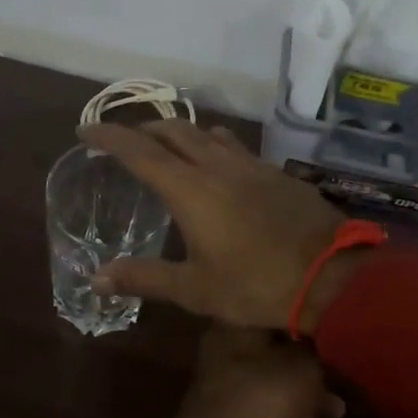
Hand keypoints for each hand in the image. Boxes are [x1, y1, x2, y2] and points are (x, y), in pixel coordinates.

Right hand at [79, 120, 365, 331]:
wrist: (331, 277)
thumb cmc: (256, 285)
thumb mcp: (195, 290)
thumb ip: (145, 278)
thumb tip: (97, 277)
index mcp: (191, 189)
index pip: (139, 151)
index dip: (109, 136)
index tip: (86, 128)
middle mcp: (217, 166)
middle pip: (173, 130)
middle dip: (144, 129)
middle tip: (125, 141)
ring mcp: (251, 166)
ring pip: (207, 134)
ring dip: (180, 134)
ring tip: (167, 147)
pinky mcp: (276, 173)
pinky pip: (235, 147)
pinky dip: (213, 146)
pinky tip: (218, 165)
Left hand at [151, 323, 346, 417]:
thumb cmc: (260, 405)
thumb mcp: (302, 372)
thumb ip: (315, 357)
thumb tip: (314, 355)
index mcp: (236, 329)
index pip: (274, 311)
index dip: (305, 320)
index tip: (331, 332)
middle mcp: (226, 354)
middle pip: (276, 353)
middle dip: (309, 370)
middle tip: (337, 382)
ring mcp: (225, 391)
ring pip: (273, 388)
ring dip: (302, 404)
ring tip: (333, 416)